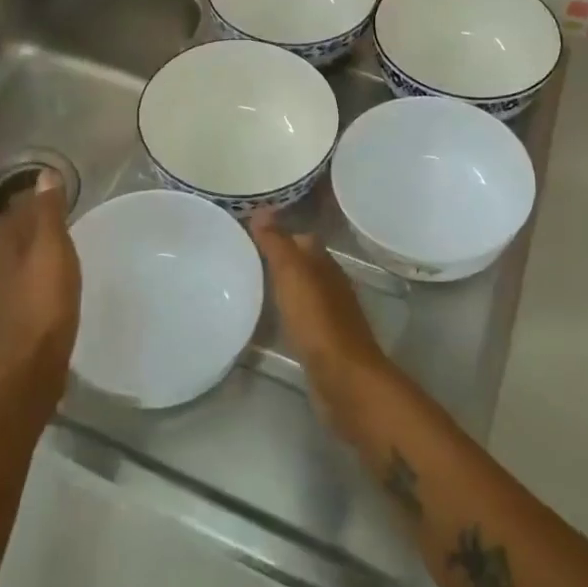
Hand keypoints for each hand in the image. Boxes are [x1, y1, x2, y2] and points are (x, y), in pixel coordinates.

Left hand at [0, 170, 79, 404]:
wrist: (31, 364)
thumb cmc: (43, 301)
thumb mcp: (51, 249)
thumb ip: (48, 213)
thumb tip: (44, 175)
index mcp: (5, 244)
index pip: (14, 209)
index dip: (32, 196)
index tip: (56, 188)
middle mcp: (0, 264)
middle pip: (16, 232)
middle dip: (35, 219)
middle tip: (64, 209)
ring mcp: (8, 291)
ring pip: (22, 256)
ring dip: (39, 244)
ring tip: (64, 238)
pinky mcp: (21, 312)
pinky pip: (31, 278)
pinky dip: (43, 268)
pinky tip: (59, 274)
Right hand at [249, 211, 387, 427]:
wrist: (343, 377)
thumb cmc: (317, 320)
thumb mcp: (292, 274)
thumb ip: (277, 243)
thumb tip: (262, 209)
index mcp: (325, 263)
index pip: (302, 238)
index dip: (279, 233)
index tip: (250, 234)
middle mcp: (331, 283)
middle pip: (304, 264)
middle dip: (279, 259)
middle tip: (244, 259)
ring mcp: (330, 314)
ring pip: (304, 290)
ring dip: (283, 287)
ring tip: (250, 287)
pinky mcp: (325, 341)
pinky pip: (302, 317)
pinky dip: (287, 313)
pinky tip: (270, 320)